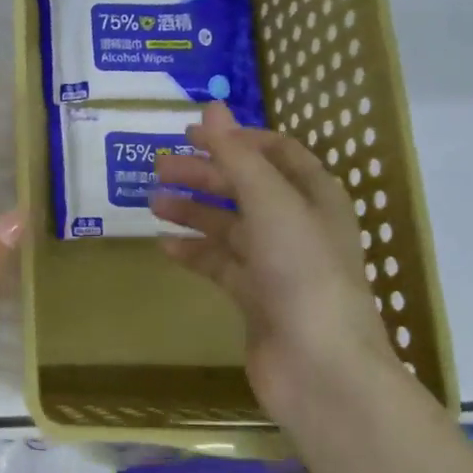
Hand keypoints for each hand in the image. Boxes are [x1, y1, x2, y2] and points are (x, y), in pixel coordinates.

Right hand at [148, 102, 397, 414]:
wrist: (319, 366)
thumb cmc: (302, 272)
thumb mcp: (270, 202)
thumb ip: (237, 155)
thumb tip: (211, 106)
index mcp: (314, 197)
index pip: (276, 153)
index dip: (236, 139)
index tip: (192, 134)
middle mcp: (298, 226)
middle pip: (246, 188)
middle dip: (205, 174)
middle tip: (159, 167)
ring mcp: (276, 265)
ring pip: (229, 227)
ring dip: (193, 211)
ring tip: (152, 202)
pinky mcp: (255, 298)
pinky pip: (219, 265)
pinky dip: (193, 252)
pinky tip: (164, 246)